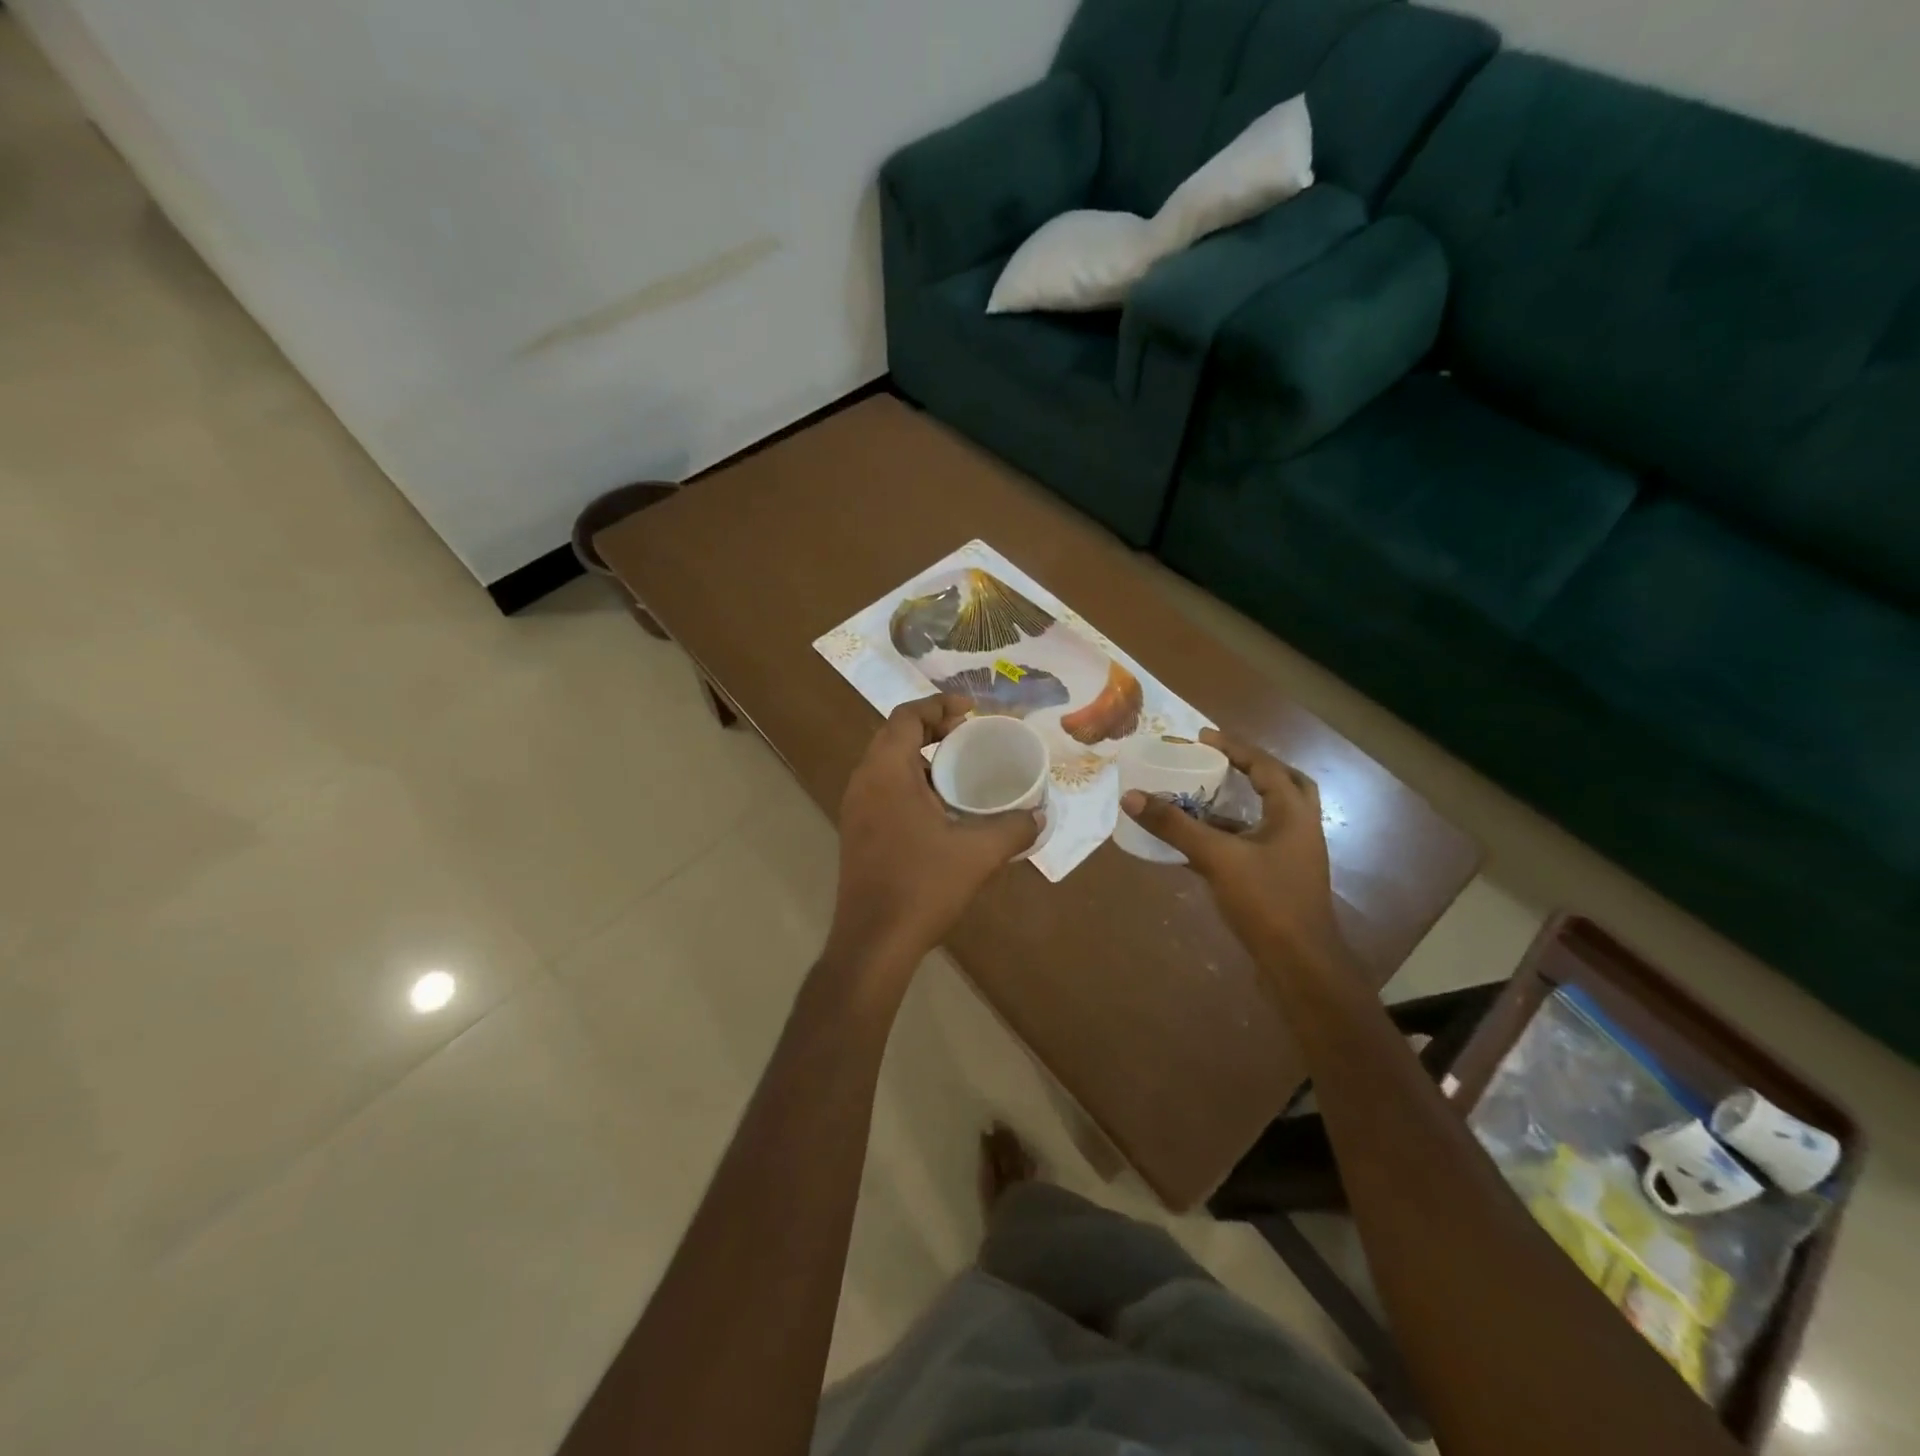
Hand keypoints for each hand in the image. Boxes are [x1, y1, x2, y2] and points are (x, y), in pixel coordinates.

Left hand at [825, 695, 1039, 980]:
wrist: (873, 942)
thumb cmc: (921, 886)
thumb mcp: (977, 854)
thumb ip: (1013, 828)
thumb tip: (1039, 817)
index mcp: (886, 772)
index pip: (907, 715)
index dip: (939, 705)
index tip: (972, 711)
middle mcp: (864, 781)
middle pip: (895, 735)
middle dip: (933, 727)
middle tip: (970, 735)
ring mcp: (856, 807)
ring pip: (888, 763)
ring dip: (922, 756)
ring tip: (961, 768)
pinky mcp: (857, 831)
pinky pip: (884, 788)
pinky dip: (912, 782)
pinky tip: (942, 807)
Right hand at [1120, 729, 1342, 966]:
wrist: (1299, 966)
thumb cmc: (1267, 902)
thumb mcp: (1217, 858)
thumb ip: (1175, 826)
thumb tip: (1132, 796)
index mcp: (1293, 813)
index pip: (1265, 766)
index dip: (1235, 748)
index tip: (1202, 738)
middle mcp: (1298, 829)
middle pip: (1283, 785)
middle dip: (1253, 770)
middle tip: (1220, 762)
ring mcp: (1292, 857)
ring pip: (1268, 817)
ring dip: (1238, 804)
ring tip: (1202, 795)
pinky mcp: (1279, 881)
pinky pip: (1254, 845)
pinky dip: (1229, 836)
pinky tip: (1197, 842)